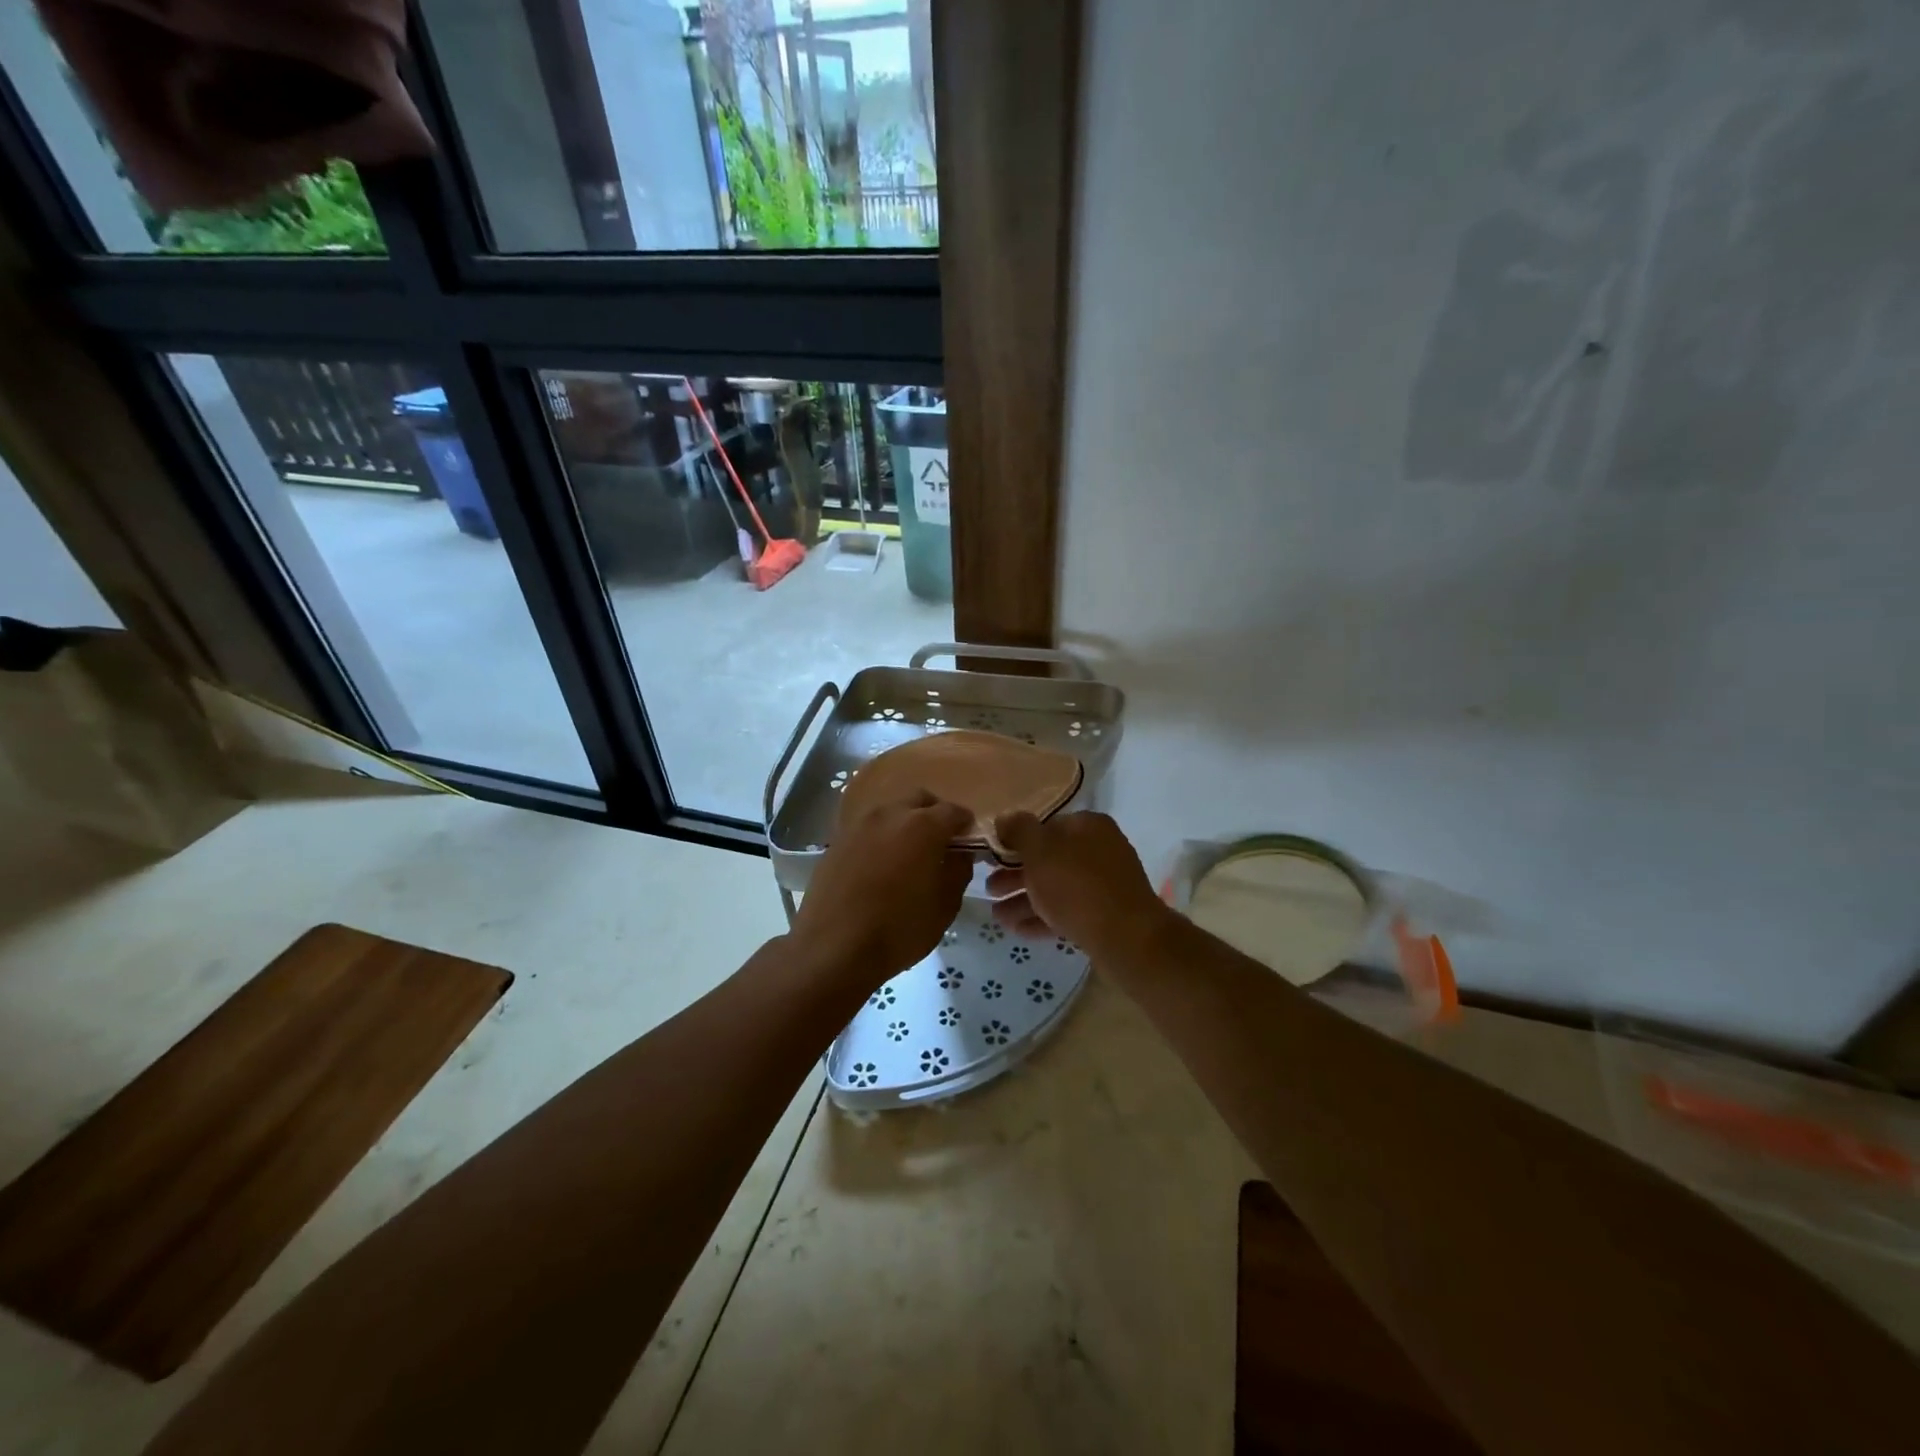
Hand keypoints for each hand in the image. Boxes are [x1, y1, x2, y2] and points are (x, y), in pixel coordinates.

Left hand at [791, 791, 972, 984]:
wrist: (833, 948)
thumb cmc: (898, 929)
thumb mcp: (944, 906)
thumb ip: (958, 870)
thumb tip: (959, 853)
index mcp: (922, 825)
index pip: (954, 811)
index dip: (965, 825)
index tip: (969, 842)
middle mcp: (890, 814)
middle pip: (919, 799)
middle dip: (934, 814)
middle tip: (940, 842)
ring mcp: (859, 824)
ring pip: (890, 810)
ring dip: (905, 822)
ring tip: (908, 853)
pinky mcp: (837, 840)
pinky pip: (868, 828)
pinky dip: (881, 837)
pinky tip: (881, 864)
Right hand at [985, 811, 1172, 963]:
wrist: (1127, 938)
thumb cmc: (1077, 886)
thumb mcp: (1040, 851)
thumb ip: (1019, 831)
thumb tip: (1005, 818)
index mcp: (1088, 826)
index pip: (1045, 826)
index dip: (1016, 841)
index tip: (993, 858)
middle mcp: (1099, 849)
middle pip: (1048, 859)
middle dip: (1016, 875)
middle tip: (989, 889)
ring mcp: (1105, 883)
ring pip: (1056, 887)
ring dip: (1024, 900)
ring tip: (997, 916)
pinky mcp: (1106, 914)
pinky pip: (1068, 910)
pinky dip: (1043, 917)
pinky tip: (1018, 930)